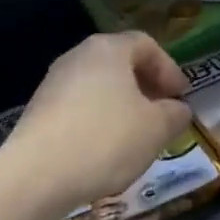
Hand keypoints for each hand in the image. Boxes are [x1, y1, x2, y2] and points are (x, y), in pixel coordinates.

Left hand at [3, 32, 193, 215]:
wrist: (37, 175)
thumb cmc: (107, 140)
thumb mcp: (156, 128)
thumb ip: (175, 114)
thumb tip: (177, 109)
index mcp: (108, 49)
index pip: (146, 45)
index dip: (169, 69)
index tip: (181, 97)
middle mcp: (77, 57)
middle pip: (120, 64)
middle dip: (146, 88)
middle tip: (163, 115)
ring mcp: (53, 84)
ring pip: (99, 88)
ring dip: (123, 108)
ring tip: (137, 137)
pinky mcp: (38, 112)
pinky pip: (79, 109)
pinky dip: (99, 123)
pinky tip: (106, 151)